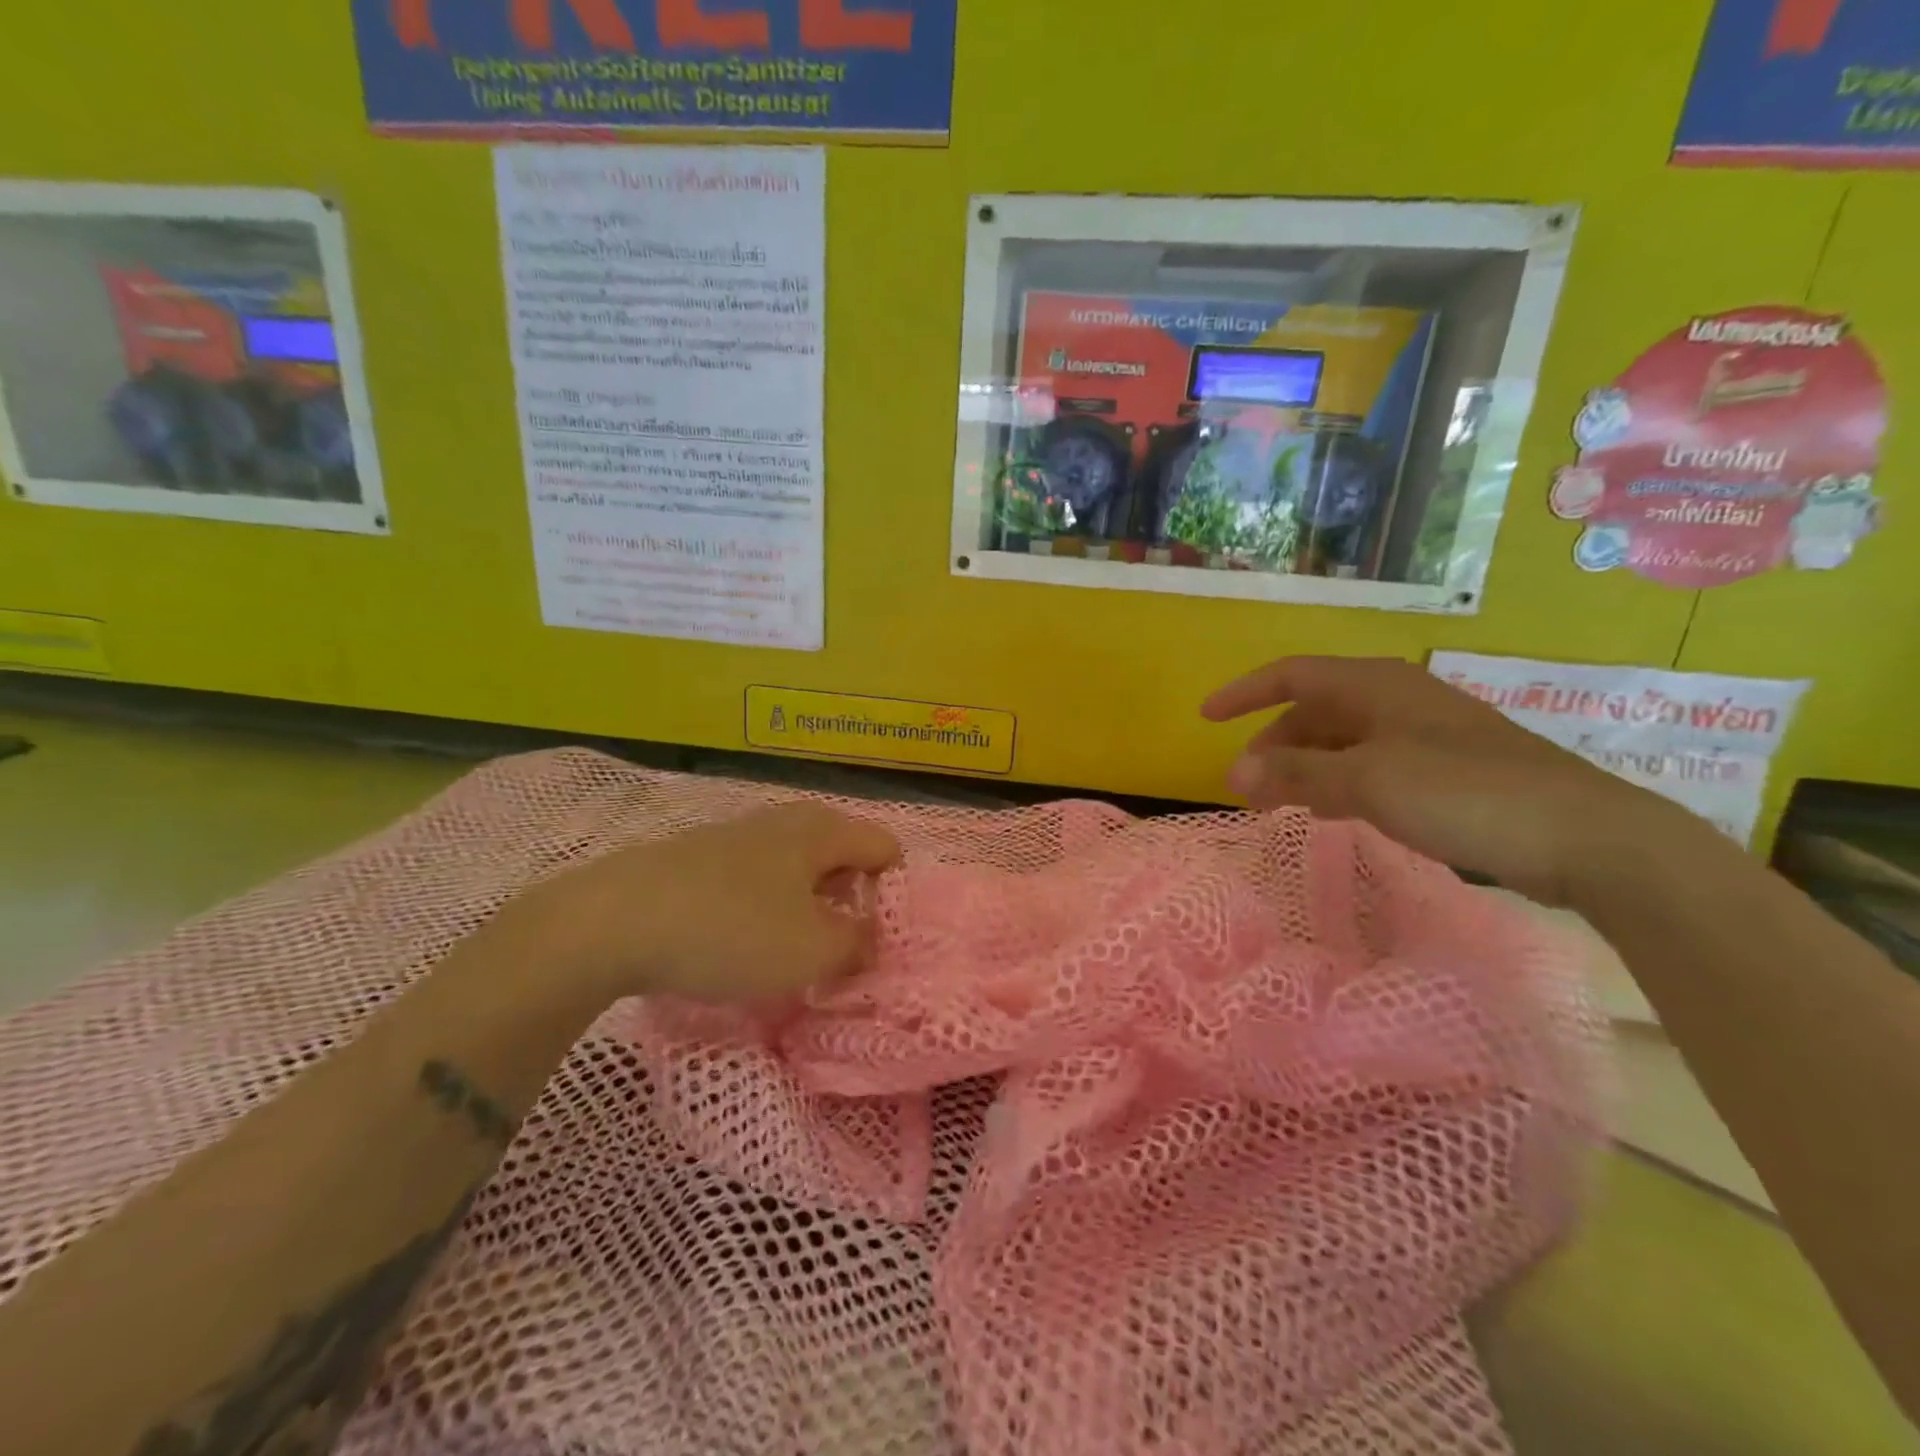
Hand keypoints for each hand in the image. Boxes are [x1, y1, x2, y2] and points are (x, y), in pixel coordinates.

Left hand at [514, 802, 900, 1003]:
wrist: (611, 921)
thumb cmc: (731, 931)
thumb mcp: (813, 951)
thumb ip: (858, 945)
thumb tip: (869, 939)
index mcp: (822, 830)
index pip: (885, 848)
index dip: (892, 894)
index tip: (875, 940)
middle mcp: (785, 820)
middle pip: (841, 855)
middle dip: (849, 901)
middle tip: (837, 950)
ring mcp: (737, 835)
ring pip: (795, 868)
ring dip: (804, 907)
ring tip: (788, 952)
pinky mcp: (698, 857)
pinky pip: (754, 879)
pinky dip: (762, 907)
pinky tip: (738, 941)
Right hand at [1202, 655, 1705, 905]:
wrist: (1585, 836)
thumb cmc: (1464, 792)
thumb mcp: (1367, 781)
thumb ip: (1297, 773)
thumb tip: (1235, 771)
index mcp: (1376, 686)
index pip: (1291, 676)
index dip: (1243, 693)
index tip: (1205, 718)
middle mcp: (1396, 701)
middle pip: (1314, 712)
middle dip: (1272, 745)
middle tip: (1245, 787)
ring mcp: (1424, 735)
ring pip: (1341, 742)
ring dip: (1302, 768)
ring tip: (1277, 805)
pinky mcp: (1446, 770)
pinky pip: (1369, 767)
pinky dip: (1338, 784)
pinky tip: (1331, 813)